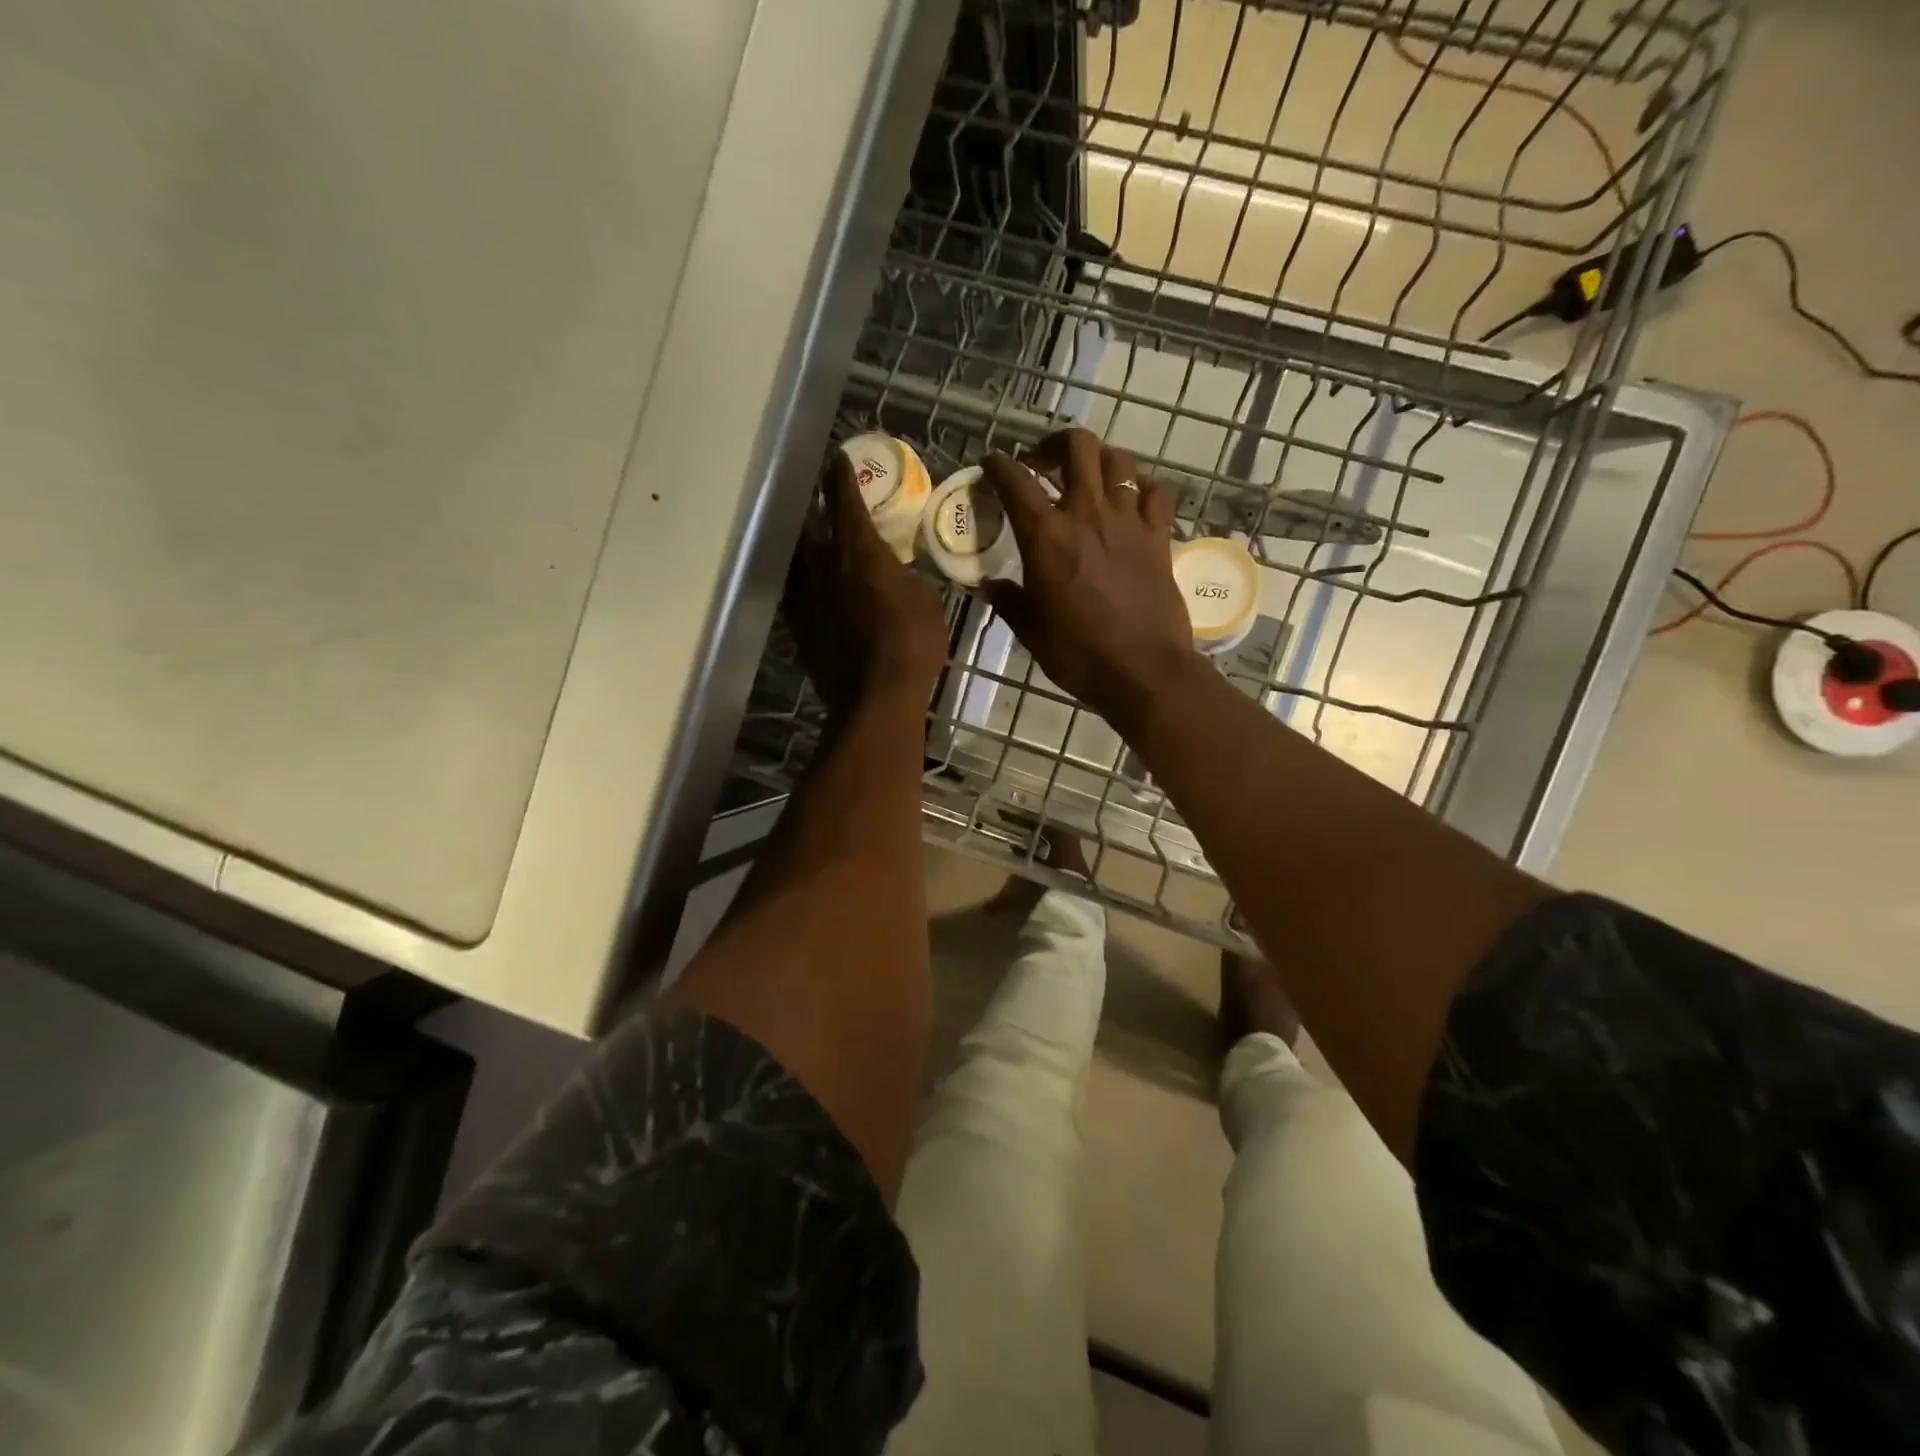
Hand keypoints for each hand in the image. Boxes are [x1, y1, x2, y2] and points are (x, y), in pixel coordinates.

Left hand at [784, 450, 947, 715]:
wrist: (876, 697)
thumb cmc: (911, 642)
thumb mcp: (926, 599)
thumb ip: (906, 577)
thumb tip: (896, 575)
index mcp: (858, 550)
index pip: (845, 499)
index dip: (841, 475)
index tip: (838, 456)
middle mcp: (823, 565)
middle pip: (810, 522)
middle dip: (815, 503)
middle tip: (819, 494)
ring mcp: (807, 597)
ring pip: (798, 557)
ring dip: (804, 541)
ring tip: (811, 535)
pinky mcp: (800, 627)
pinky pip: (797, 592)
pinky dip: (804, 580)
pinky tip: (810, 583)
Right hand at [980, 429, 1197, 734]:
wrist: (1142, 670)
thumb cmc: (1077, 653)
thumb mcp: (1030, 629)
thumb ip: (1008, 599)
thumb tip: (989, 585)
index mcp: (1046, 535)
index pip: (1015, 480)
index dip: (998, 465)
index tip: (991, 463)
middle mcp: (1087, 513)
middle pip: (1077, 447)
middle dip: (1055, 444)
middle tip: (1044, 462)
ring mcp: (1129, 520)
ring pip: (1118, 461)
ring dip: (1099, 461)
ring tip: (1089, 478)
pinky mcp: (1159, 535)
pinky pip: (1153, 492)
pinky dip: (1140, 489)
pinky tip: (1132, 502)